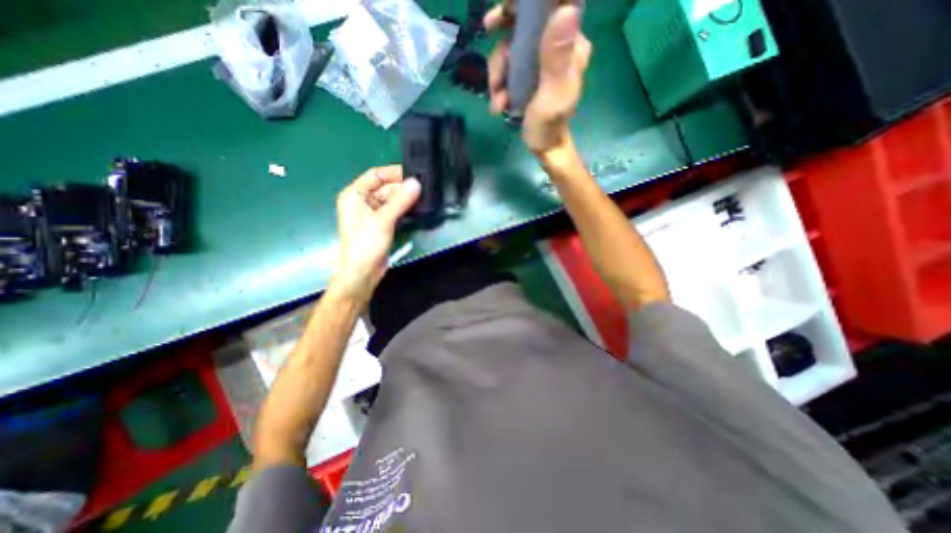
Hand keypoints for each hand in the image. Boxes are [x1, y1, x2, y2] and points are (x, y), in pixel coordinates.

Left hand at [333, 166, 422, 302]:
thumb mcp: (383, 220)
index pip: (375, 175)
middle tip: (423, 187)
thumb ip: (400, 201)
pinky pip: (394, 210)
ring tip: (424, 196)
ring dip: (405, 198)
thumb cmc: (366, 244)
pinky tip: (417, 208)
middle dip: (403, 187)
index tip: (414, 174)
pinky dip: (404, 208)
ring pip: (391, 199)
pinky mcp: (381, 224)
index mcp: (355, 195)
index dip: (394, 173)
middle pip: (385, 187)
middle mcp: (362, 201)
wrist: (363, 272)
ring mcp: (372, 213)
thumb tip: (417, 183)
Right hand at [485, 3, 590, 153]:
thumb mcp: (553, 94)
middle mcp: (556, 45)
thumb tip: (565, 10)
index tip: (507, 7)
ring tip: (497, 97)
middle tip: (487, 29)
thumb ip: (556, 58)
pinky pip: (507, 65)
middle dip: (505, 29)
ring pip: (512, 45)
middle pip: (527, 20)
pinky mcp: (527, 73)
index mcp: (571, 44)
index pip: (556, 4)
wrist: (543, 146)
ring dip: (498, 70)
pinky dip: (499, 83)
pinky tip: (498, 103)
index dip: (530, 1)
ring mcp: (540, 60)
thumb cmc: (549, 125)